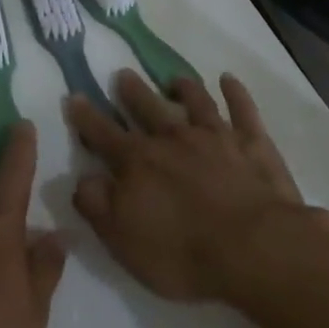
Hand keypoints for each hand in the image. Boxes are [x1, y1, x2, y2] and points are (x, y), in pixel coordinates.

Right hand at [68, 70, 328, 302]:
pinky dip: (235, 93)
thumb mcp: (124, 241)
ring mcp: (215, 137)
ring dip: (183, 88)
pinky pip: (243, 110)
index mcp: (138, 162)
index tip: (75, 97)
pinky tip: (229, 80)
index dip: (86, 117)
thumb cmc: (183, 252)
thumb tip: (81, 179)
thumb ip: (97, 206)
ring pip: (195, 102)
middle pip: (148, 108)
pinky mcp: (252, 144)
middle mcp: (172, 139)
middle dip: (133, 92)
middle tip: (123, 74)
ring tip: (174, 79)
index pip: (103, 134)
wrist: (254, 249)